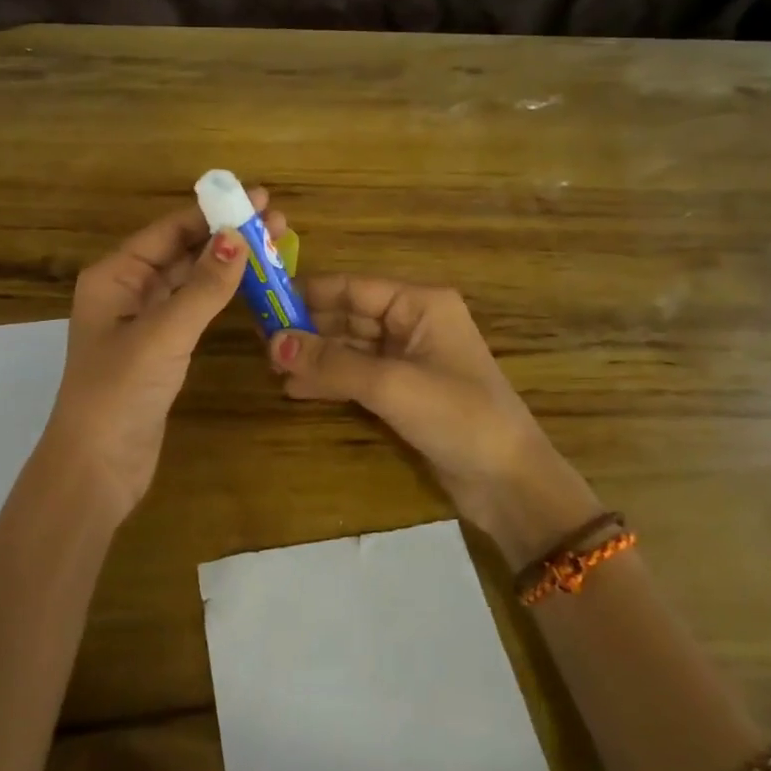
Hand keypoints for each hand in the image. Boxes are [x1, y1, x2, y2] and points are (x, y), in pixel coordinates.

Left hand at [44, 191, 284, 523]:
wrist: (97, 468)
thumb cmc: (119, 392)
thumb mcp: (163, 334)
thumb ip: (202, 287)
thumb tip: (238, 237)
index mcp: (114, 276)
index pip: (169, 230)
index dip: (213, 212)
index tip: (258, 198)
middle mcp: (127, 291)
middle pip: (181, 250)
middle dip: (227, 234)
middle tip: (277, 219)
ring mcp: (144, 321)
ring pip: (190, 279)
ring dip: (227, 262)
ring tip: (274, 244)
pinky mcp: (160, 349)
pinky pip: (194, 308)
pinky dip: (221, 294)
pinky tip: (249, 284)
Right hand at [268, 276, 596, 559]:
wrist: (509, 483)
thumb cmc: (458, 416)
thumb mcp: (391, 384)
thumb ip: (331, 363)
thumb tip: (273, 344)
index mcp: (420, 304)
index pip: (353, 287)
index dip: (309, 293)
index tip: (265, 303)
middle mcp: (413, 323)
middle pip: (349, 315)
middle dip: (308, 329)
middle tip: (261, 344)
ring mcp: (409, 358)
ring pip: (350, 347)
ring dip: (315, 357)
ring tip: (272, 369)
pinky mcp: (404, 391)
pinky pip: (358, 375)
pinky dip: (330, 380)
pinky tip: (296, 389)